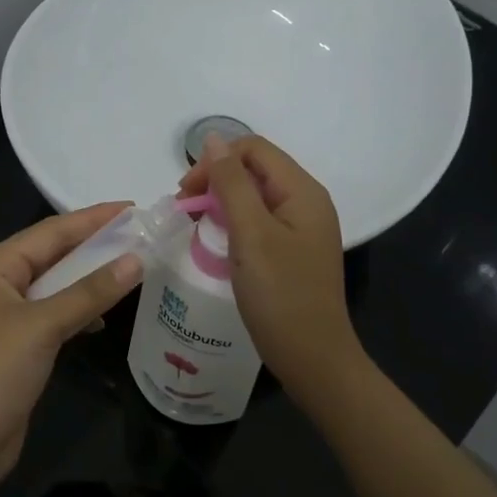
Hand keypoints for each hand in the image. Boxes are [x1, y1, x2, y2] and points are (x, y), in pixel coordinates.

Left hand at [0, 203, 143, 486]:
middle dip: (94, 246)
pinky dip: (81, 311)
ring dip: (90, 279)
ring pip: (56, 288)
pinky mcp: (19, 350)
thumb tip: (137, 259)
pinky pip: (55, 317)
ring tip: (132, 268)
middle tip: (140, 235)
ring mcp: (7, 320)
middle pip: (52, 256)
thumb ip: (90, 291)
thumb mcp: (43, 325)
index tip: (133, 208)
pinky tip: (104, 316)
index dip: (92, 219)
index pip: (49, 232)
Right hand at [178, 136, 364, 395]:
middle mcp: (306, 201)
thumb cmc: (281, 295)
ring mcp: (301, 228)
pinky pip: (259, 222)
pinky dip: (234, 224)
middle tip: (184, 209)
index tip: (185, 193)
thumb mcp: (251, 234)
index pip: (253, 149)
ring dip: (221, 203)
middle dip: (216, 181)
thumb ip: (231, 183)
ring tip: (195, 226)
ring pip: (254, 196)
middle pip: (254, 170)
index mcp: (302, 190)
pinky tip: (217, 243)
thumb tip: (212, 138)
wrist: (313, 358)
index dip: (215, 161)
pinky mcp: (293, 251)